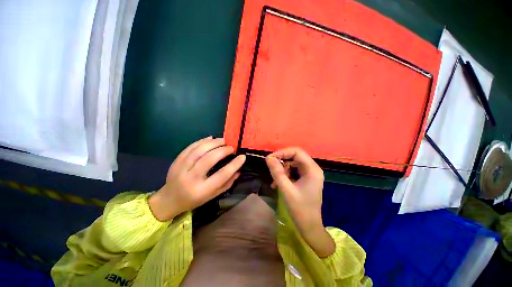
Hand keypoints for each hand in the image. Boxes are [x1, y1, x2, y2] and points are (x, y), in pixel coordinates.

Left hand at [149, 137, 245, 221]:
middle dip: (223, 150)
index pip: (222, 175)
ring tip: (223, 140)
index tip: (242, 156)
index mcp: (202, 190)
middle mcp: (191, 179)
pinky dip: (202, 141)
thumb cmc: (195, 199)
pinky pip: (190, 147)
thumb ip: (227, 183)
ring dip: (213, 143)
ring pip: (199, 150)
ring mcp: (181, 168)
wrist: (170, 199)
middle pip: (209, 159)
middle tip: (231, 147)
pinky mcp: (176, 161)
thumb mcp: (213, 195)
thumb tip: (238, 170)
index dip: (234, 164)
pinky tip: (211, 139)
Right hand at [266, 148, 334, 256]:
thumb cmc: (300, 209)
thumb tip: (268, 158)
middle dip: (282, 161)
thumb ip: (277, 172)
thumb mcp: (286, 189)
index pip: (297, 152)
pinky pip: (293, 171)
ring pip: (293, 164)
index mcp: (312, 170)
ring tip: (274, 180)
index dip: (282, 152)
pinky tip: (277, 184)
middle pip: (295, 157)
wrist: (309, 227)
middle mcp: (313, 169)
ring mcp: (310, 174)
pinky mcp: (306, 179)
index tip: (270, 158)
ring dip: (282, 169)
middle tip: (271, 167)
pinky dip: (285, 175)